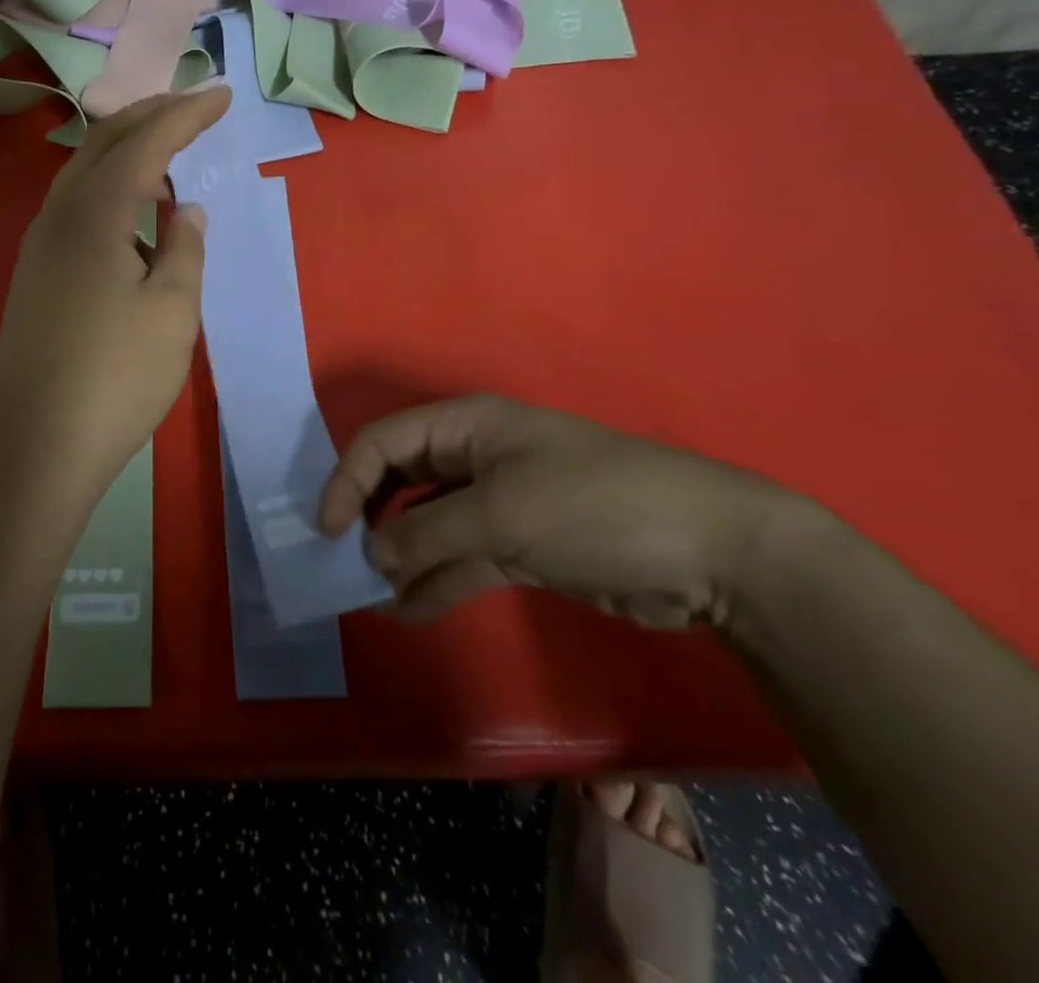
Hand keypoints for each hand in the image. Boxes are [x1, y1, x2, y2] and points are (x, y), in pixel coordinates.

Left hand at [0, 84, 232, 508]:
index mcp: (94, 215)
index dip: (185, 114)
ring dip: (126, 148)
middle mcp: (58, 216)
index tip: (223, 95)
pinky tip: (133, 209)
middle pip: (104, 143)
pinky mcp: (36, 273)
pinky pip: (75, 204)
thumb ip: (184, 249)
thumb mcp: (172, 310)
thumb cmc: (117, 377)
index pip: (144, 143)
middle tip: (194, 105)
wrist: (39, 442)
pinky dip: (109, 185)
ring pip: (83, 172)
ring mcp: (39, 245)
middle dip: (151, 115)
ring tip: (168, 145)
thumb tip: (187, 210)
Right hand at [318, 393, 807, 627]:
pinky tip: (408, 612)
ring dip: (399, 558)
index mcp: (465, 427)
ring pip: (427, 525)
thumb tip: (371, 556)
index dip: (348, 480)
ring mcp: (497, 503)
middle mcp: (473, 458)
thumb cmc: (593, 505)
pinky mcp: (520, 546)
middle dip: (370, 519)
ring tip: (371, 598)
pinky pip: (460, 560)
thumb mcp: (500, 514)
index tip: (328, 531)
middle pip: (400, 481)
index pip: (383, 442)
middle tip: (344, 564)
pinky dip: (434, 583)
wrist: (710, 553)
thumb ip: (426, 534)